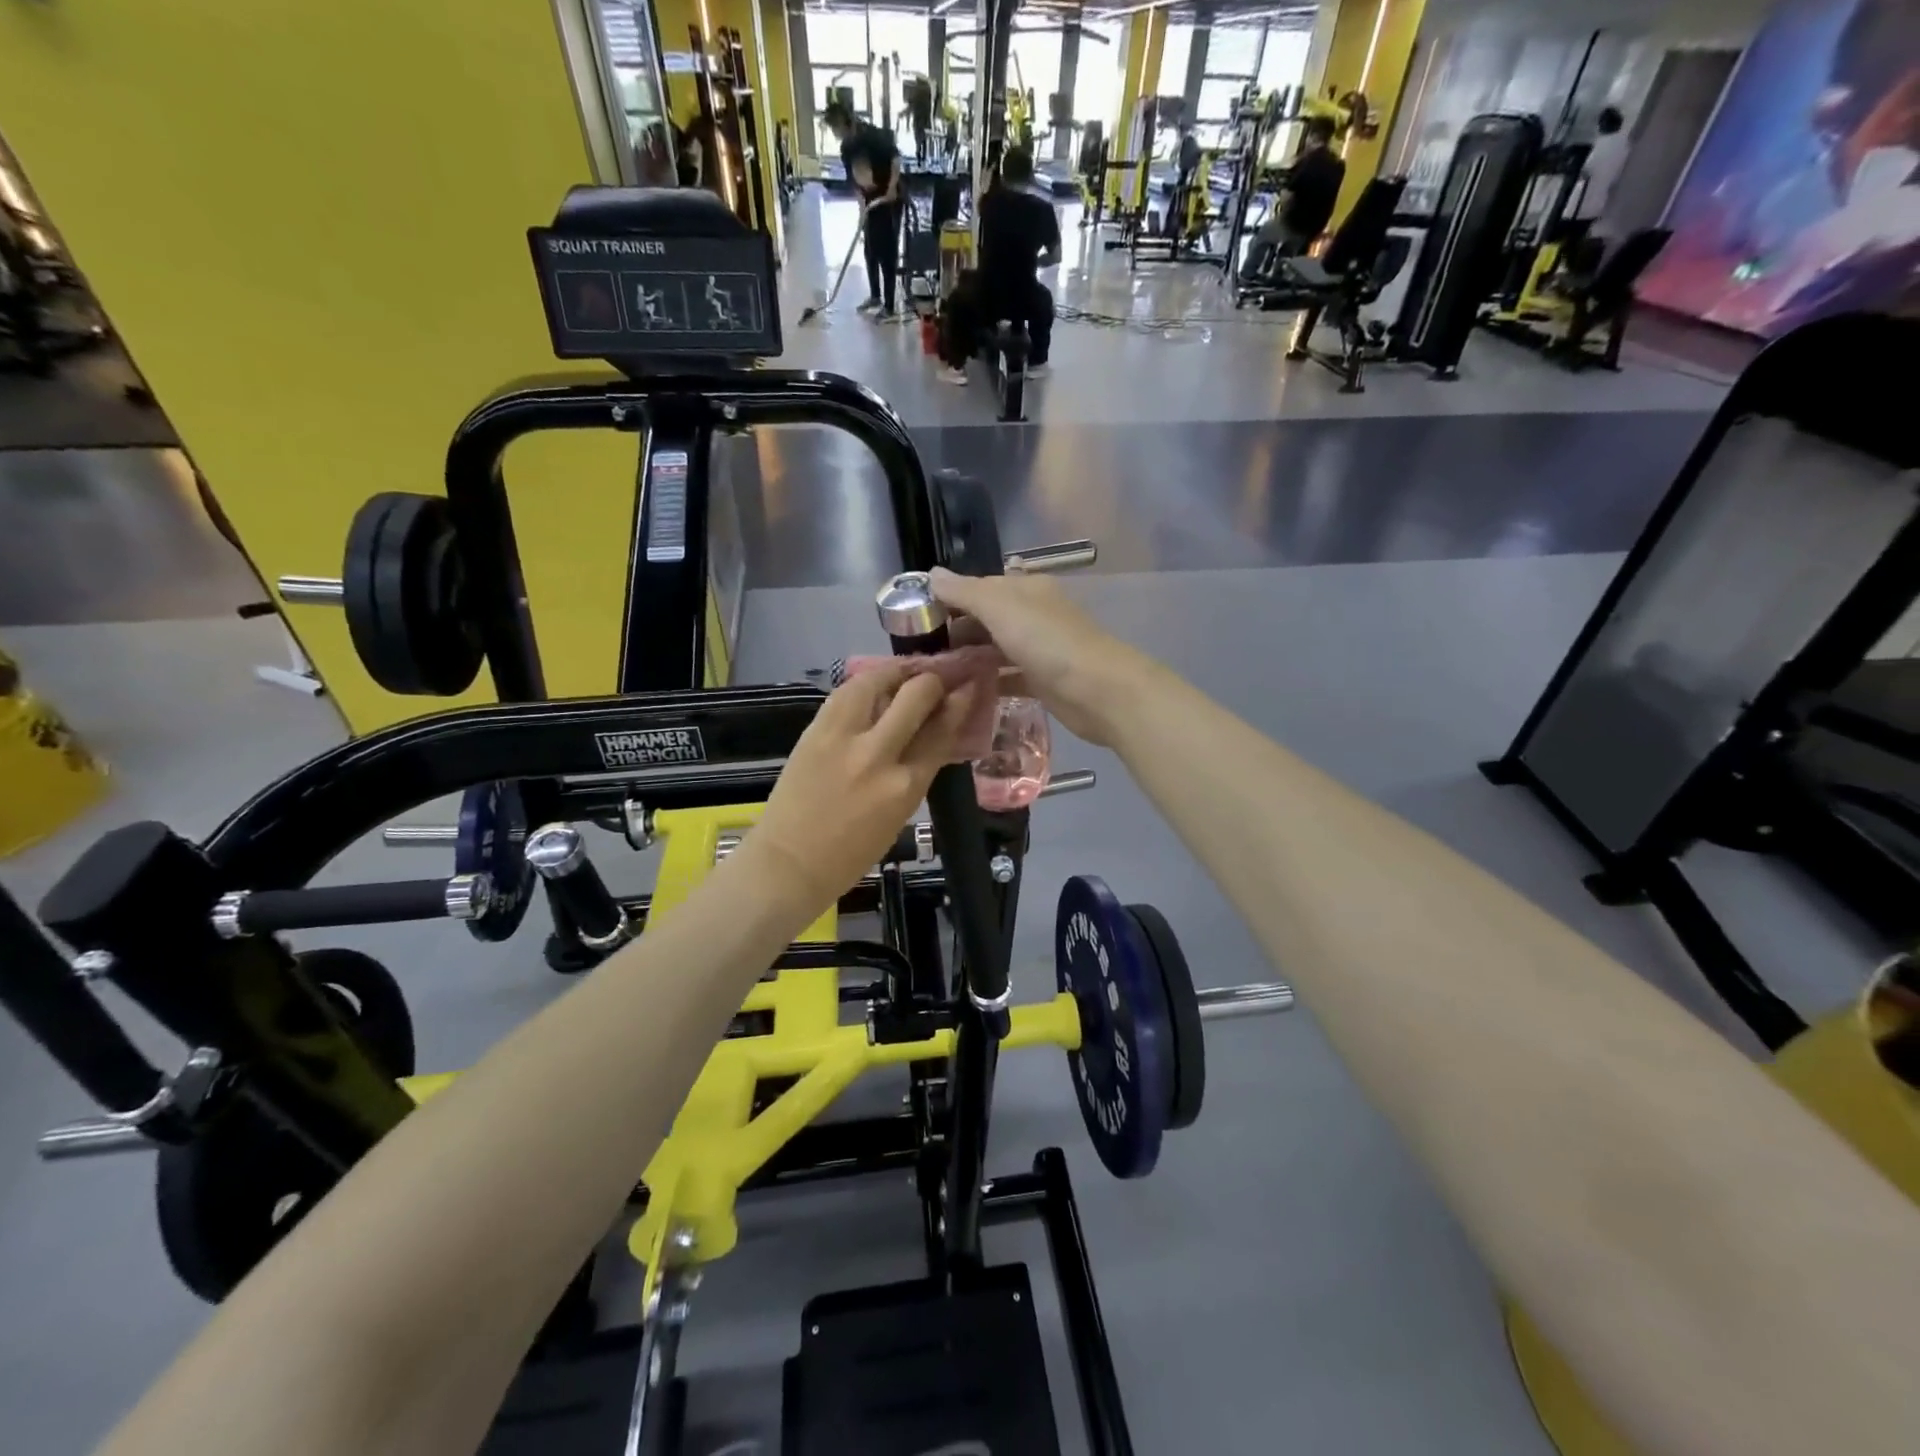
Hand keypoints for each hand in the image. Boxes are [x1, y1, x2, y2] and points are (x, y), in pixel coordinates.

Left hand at [741, 663, 980, 913]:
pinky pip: (846, 692)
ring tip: (906, 673)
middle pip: (916, 695)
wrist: (790, 862)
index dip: (959, 703)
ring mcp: (842, 738)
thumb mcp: (900, 815)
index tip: (968, 687)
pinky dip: (866, 683)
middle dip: (933, 680)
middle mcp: (878, 755)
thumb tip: (935, 732)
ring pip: (877, 680)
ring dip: (898, 672)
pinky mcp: (815, 730)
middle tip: (938, 679)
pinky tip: (874, 684)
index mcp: (906, 786)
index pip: (942, 731)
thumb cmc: (852, 853)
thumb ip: (918, 770)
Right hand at [930, 567, 1150, 745]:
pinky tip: (962, 693)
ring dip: (969, 658)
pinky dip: (987, 681)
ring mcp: (1039, 649)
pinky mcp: (1042, 681)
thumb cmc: (1047, 641)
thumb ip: (964, 591)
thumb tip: (931, 574)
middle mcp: (1032, 614)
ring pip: (995, 648)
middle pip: (986, 618)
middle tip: (921, 652)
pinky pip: (1007, 676)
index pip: (979, 587)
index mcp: (1025, 589)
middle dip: (956, 631)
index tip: (917, 619)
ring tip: (934, 674)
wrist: (1097, 690)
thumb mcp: (1000, 607)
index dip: (949, 598)